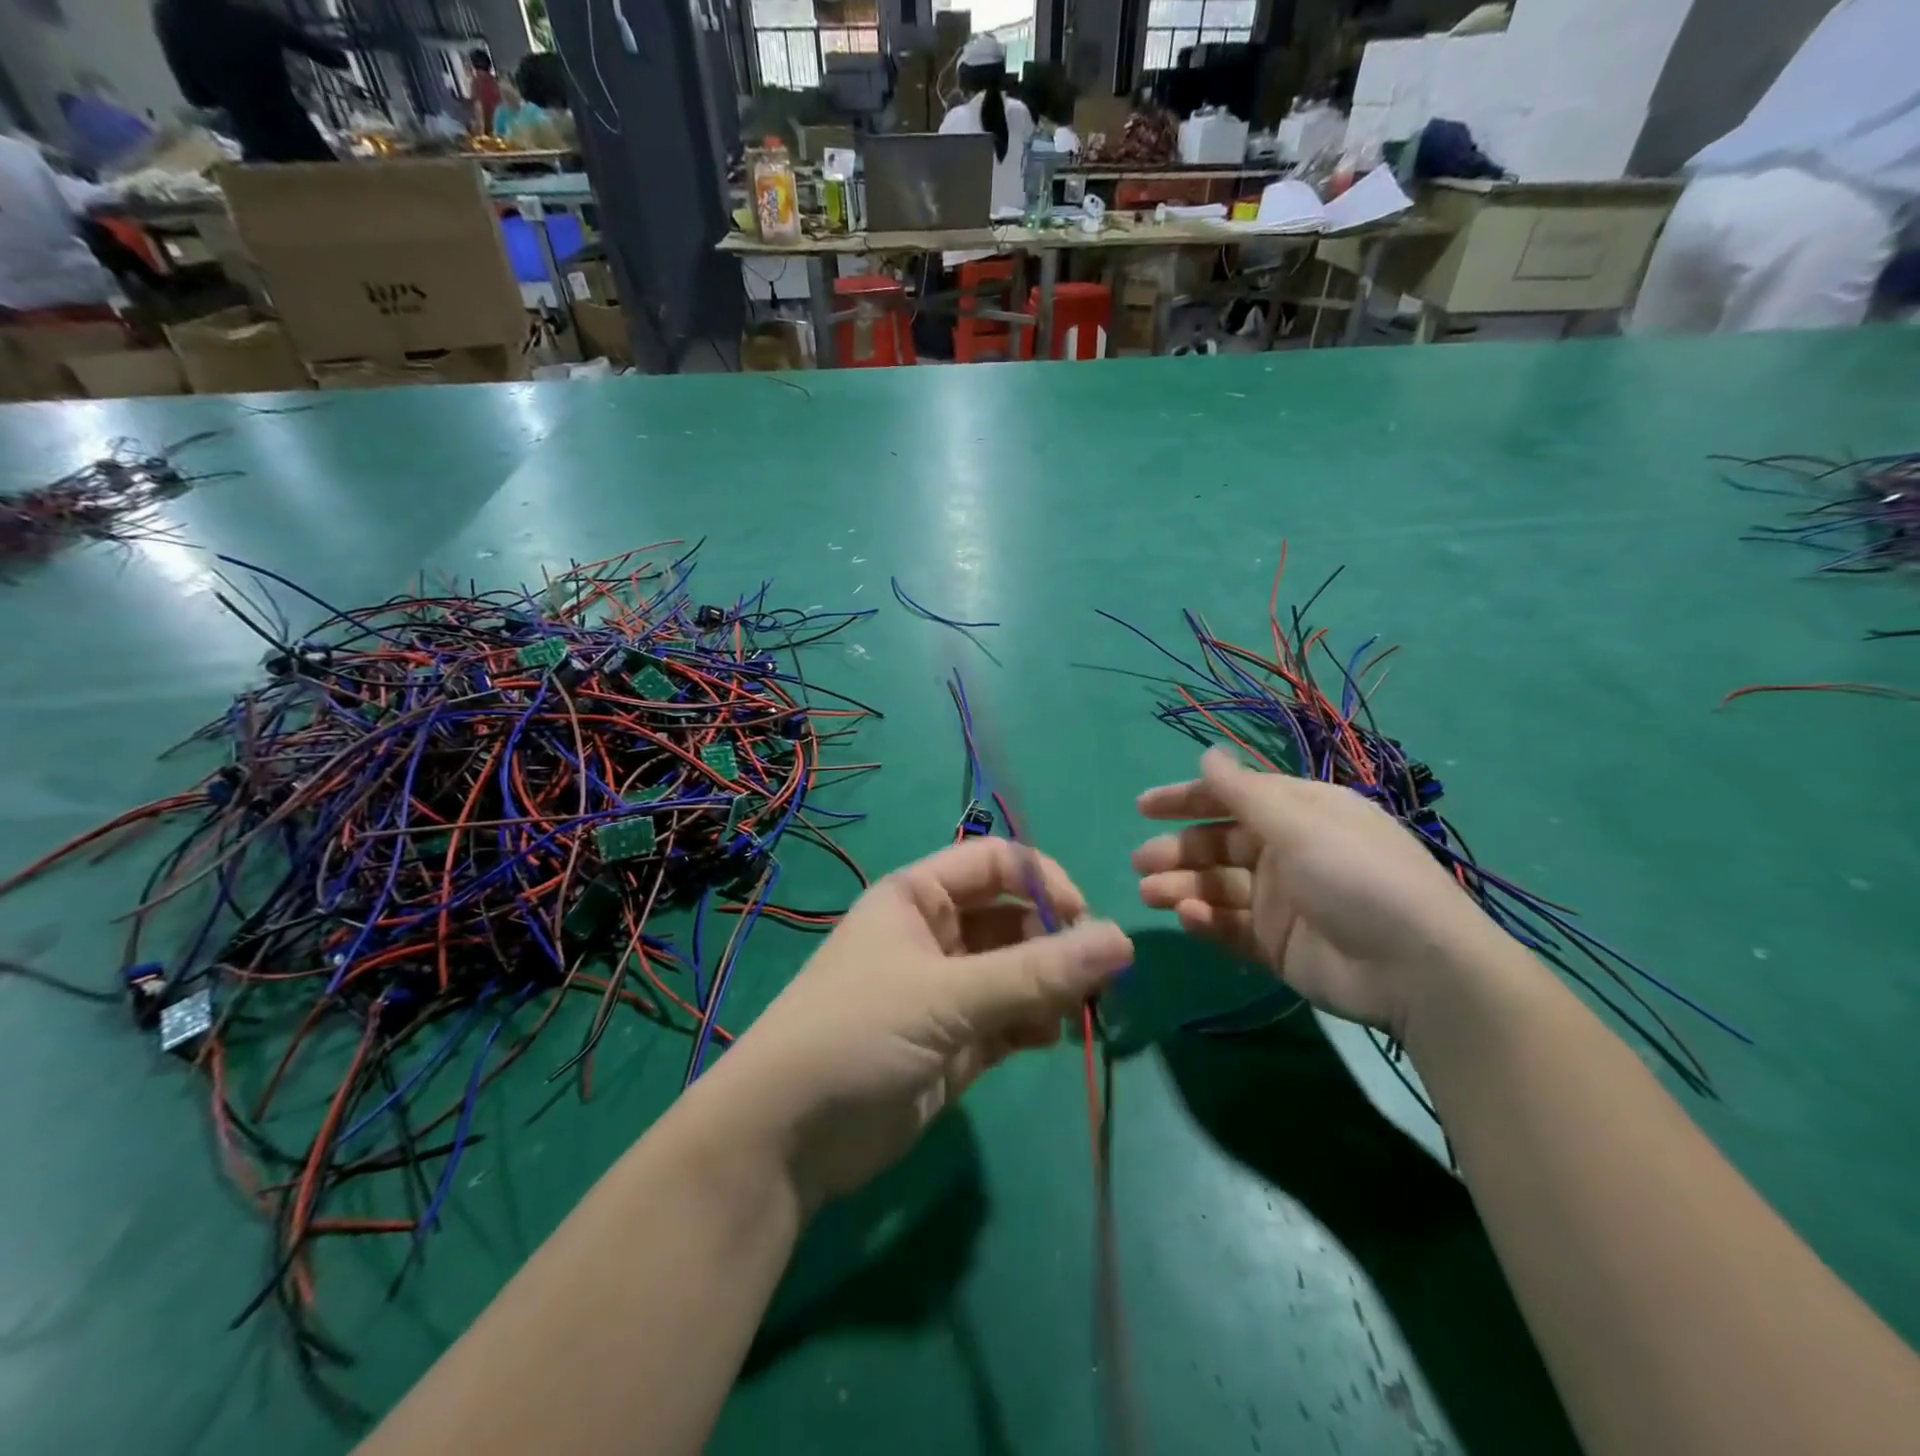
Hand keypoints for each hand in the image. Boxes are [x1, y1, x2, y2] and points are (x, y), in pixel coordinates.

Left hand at [705, 837, 1132, 1209]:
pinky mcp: (954, 1042)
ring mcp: (945, 990)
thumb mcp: (946, 996)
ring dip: (1050, 987)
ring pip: (1017, 972)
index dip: (1043, 882)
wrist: (786, 1137)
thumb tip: (1122, 941)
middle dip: (1054, 943)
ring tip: (1071, 1012)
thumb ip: (1035, 972)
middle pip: (1013, 919)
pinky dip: (1033, 1024)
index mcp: (917, 897)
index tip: (1083, 920)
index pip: (996, 863)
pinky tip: (1045, 1039)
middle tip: (1093, 979)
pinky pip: (1010, 1018)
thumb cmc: (857, 1034)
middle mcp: (934, 935)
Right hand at [1133, 748, 1500, 1038]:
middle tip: (1141, 862)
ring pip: (1218, 886)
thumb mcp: (1300, 824)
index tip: (1143, 807)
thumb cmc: (1357, 876)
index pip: (1234, 798)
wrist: (1417, 969)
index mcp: (1299, 814)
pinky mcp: (1277, 944)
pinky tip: (1189, 918)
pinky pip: (1231, 926)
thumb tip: (1207, 753)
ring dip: (1182, 886)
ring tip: (1150, 893)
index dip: (1188, 799)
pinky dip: (1206, 921)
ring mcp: (1282, 901)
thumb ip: (1244, 792)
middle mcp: (1288, 852)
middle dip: (1178, 849)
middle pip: (1219, 844)